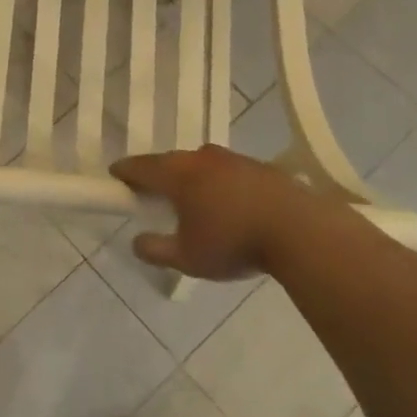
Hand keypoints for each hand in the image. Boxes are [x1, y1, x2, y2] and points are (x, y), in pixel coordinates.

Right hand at [112, 146, 332, 280]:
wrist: (301, 231)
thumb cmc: (234, 242)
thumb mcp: (187, 258)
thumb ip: (156, 250)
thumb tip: (136, 242)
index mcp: (178, 174)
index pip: (141, 166)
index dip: (125, 171)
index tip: (116, 175)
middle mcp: (201, 158)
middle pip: (171, 161)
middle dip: (158, 173)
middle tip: (151, 189)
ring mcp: (233, 159)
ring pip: (201, 163)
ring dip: (191, 176)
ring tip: (191, 197)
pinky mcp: (260, 167)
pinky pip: (228, 170)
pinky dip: (219, 181)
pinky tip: (228, 202)